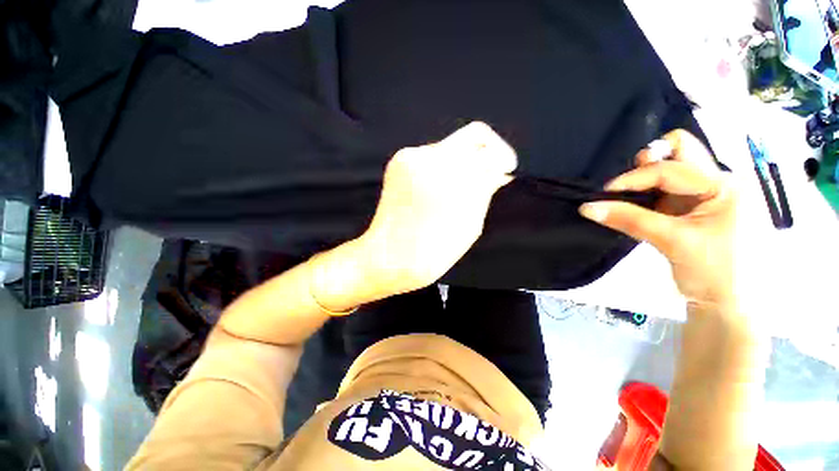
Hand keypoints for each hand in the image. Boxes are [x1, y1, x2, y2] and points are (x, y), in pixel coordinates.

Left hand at [357, 121, 516, 296]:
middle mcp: (433, 158)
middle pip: (472, 136)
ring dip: (461, 163)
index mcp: (456, 178)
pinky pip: (430, 155)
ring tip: (457, 190)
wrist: (390, 256)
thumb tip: (500, 171)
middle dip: (484, 154)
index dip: (502, 156)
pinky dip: (441, 168)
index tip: (504, 170)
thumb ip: (486, 191)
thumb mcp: (471, 224)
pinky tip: (436, 189)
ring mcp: (412, 156)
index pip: (491, 148)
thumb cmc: (435, 250)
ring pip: (451, 146)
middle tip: (486, 175)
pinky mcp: (398, 160)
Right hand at [579, 130, 737, 307]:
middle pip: (682, 152)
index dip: (635, 177)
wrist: (728, 304)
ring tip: (627, 197)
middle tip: (628, 183)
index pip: (672, 168)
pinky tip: (635, 207)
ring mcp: (705, 196)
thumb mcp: (672, 241)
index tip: (605, 192)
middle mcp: (717, 183)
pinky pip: (665, 191)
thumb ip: (628, 220)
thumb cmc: (715, 272)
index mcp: (725, 185)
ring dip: (646, 180)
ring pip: (671, 171)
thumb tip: (586, 207)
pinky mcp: (692, 210)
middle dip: (651, 161)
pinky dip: (646, 195)